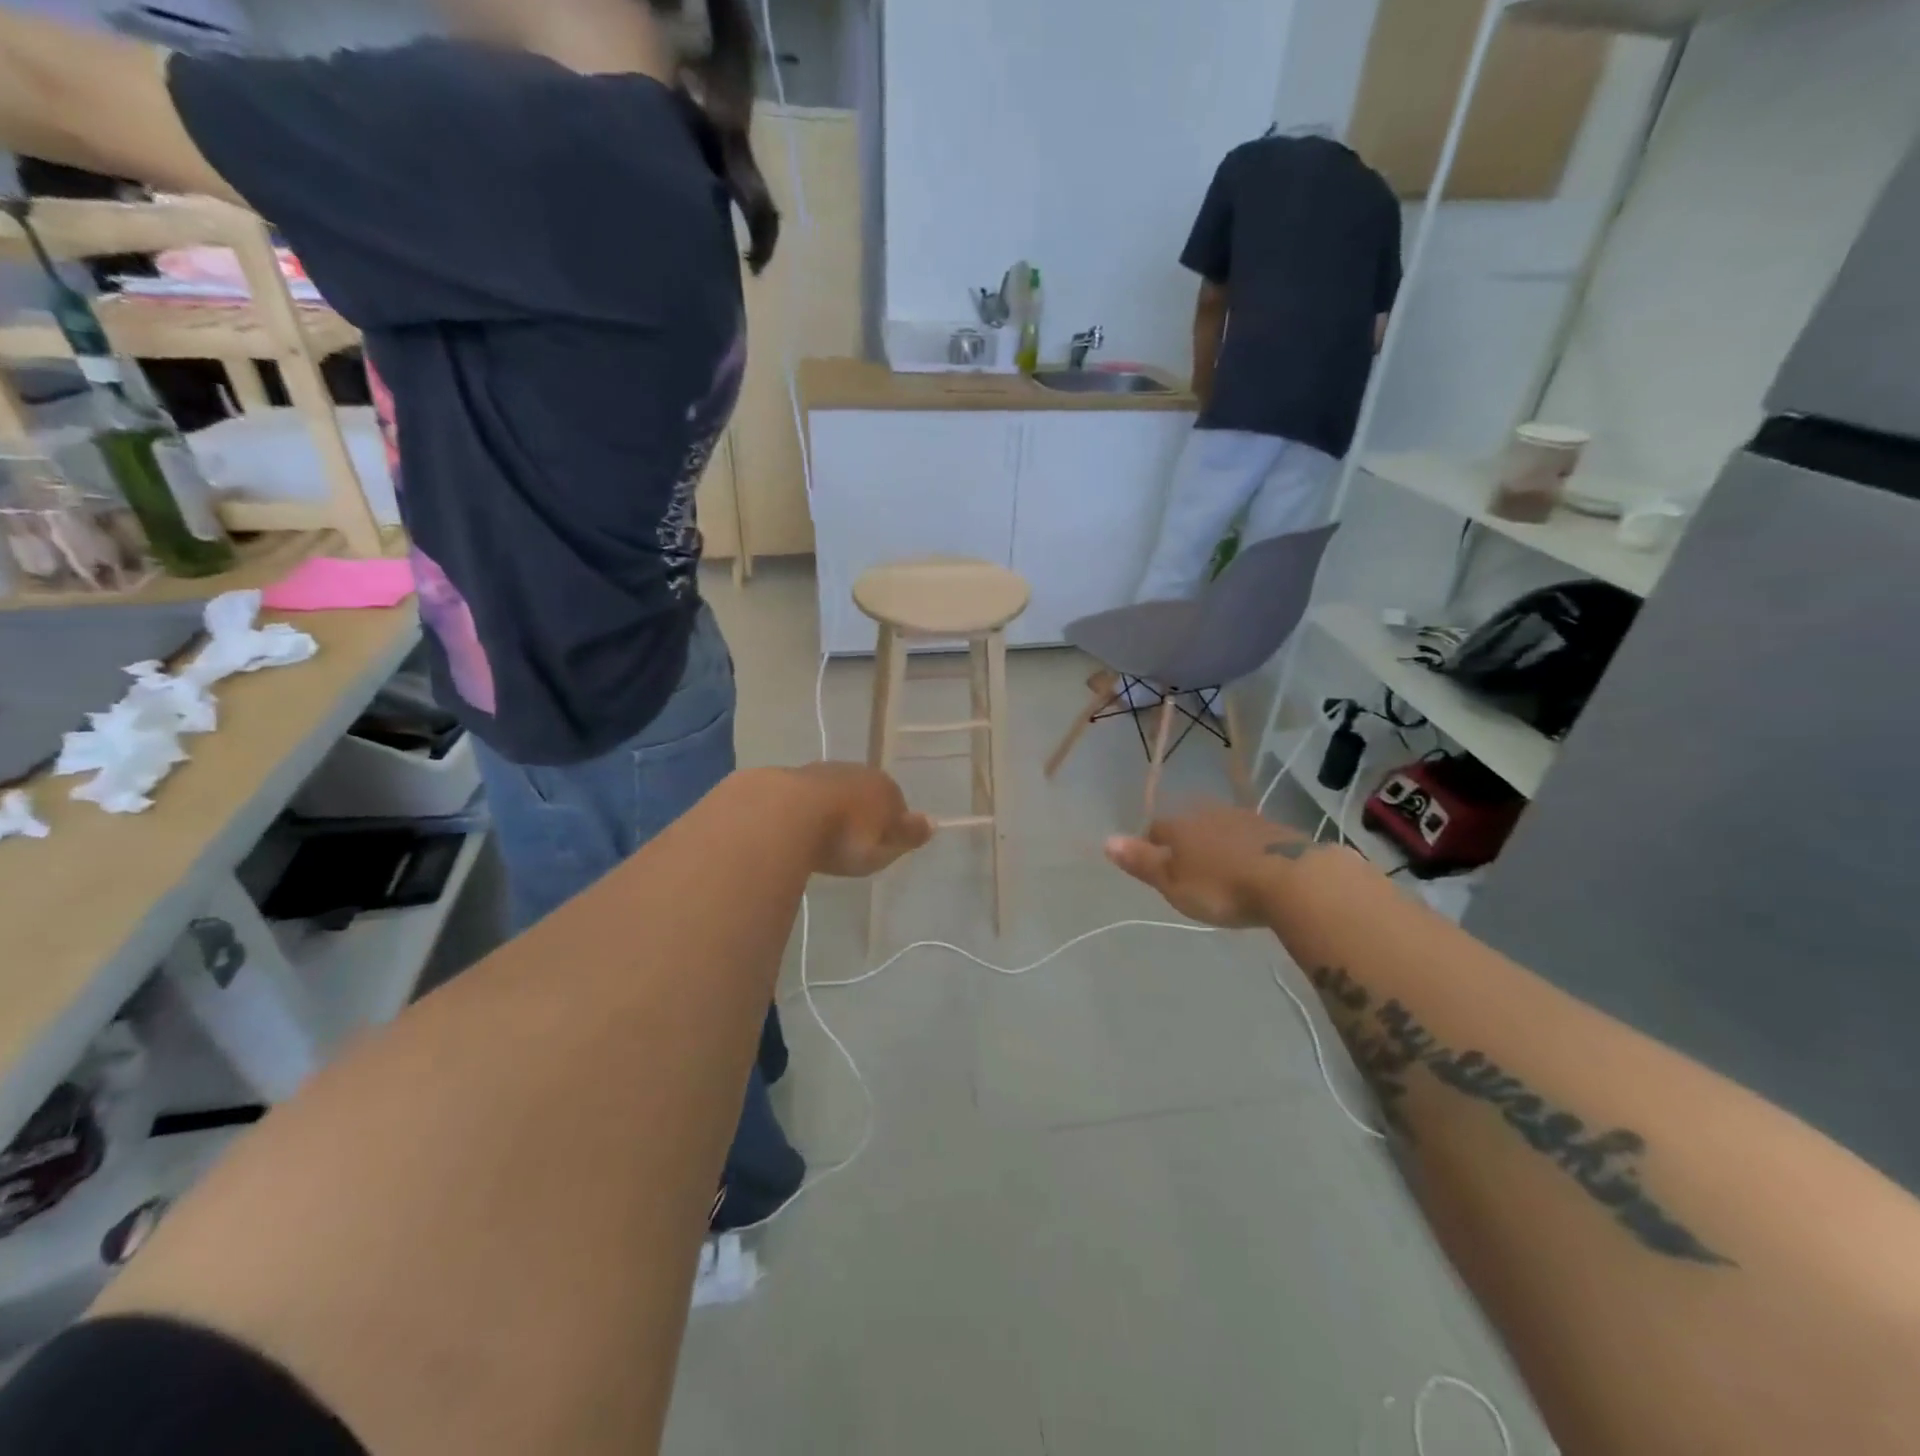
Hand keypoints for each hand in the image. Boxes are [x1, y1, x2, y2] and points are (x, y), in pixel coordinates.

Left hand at [785, 763, 933, 878]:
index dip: (891, 826)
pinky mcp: (789, 778)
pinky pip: (806, 797)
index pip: (897, 804)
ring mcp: (821, 771)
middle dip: (862, 814)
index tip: (881, 847)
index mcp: (884, 786)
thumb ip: (908, 835)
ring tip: (823, 837)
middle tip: (852, 844)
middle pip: (866, 794)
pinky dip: (806, 810)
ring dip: (833, 810)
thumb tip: (933, 822)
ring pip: (836, 792)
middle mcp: (856, 771)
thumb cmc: (844, 837)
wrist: (784, 814)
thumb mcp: (883, 848)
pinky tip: (798, 829)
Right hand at [1105, 803, 1319, 928]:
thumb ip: (1141, 862)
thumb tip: (1106, 840)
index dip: (1151, 845)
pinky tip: (1251, 869)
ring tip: (1220, 871)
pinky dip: (1245, 851)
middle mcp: (1210, 814)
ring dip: (1217, 845)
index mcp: (1181, 826)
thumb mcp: (1173, 883)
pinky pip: (1251, 838)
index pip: (1156, 828)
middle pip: (1189, 825)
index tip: (1155, 866)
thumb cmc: (1222, 887)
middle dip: (1186, 843)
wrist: (1293, 880)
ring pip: (1221, 828)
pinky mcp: (1277, 832)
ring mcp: (1246, 819)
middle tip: (1188, 871)